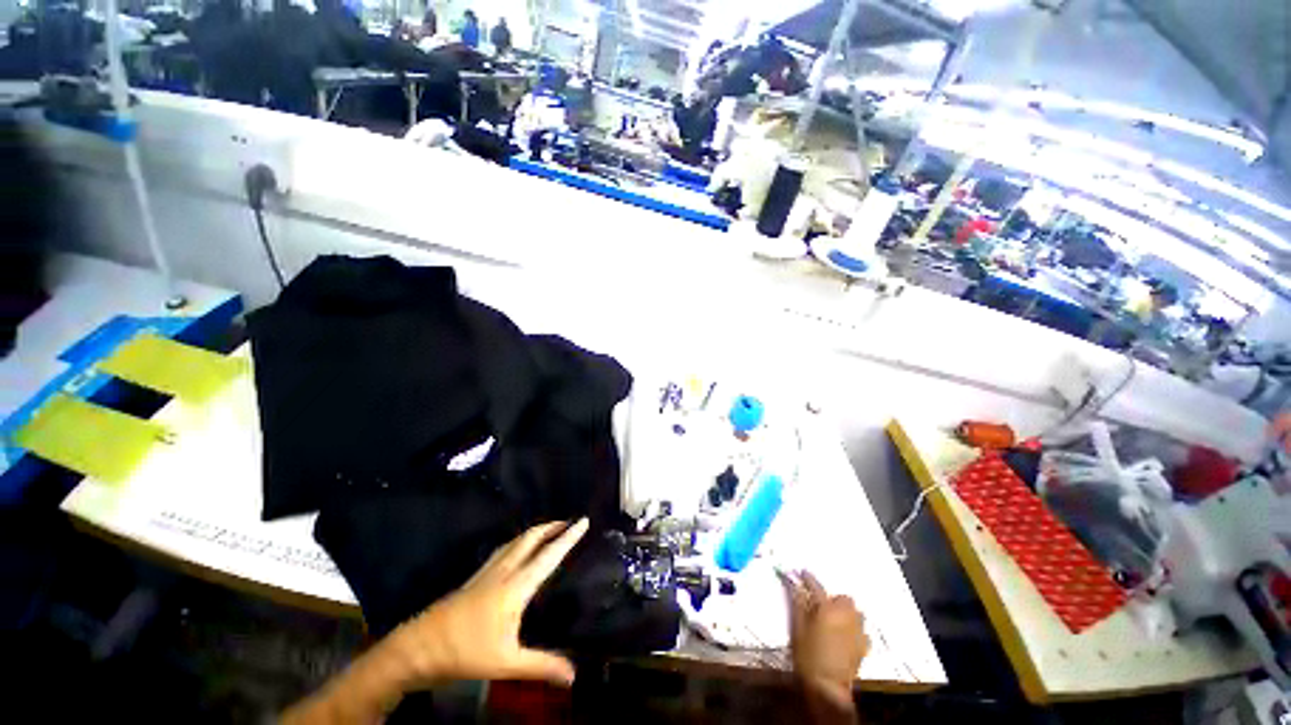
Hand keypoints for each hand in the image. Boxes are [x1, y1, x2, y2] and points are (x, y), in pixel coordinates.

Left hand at [387, 518, 589, 686]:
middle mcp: (503, 571)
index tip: (583, 521)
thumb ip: (541, 666)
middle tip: (569, 522)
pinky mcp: (474, 577)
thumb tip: (574, 676)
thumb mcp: (506, 663)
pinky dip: (518, 541)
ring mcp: (487, 572)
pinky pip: (503, 549)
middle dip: (552, 527)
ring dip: (536, 531)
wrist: (418, 648)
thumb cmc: (464, 653)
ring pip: (516, 541)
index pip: (549, 555)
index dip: (568, 537)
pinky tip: (516, 549)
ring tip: (549, 530)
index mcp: (516, 586)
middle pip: (531, 538)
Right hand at [780, 570, 868, 710]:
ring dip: (846, 612)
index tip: (801, 573)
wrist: (827, 687)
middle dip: (833, 600)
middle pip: (843, 598)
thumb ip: (796, 602)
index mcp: (827, 609)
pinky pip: (861, 629)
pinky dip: (854, 628)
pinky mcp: (864, 646)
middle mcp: (846, 615)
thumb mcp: (797, 626)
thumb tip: (791, 582)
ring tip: (834, 621)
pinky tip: (845, 636)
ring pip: (855, 612)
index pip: (816, 586)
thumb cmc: (807, 655)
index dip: (807, 578)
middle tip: (821, 607)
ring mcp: (858, 631)